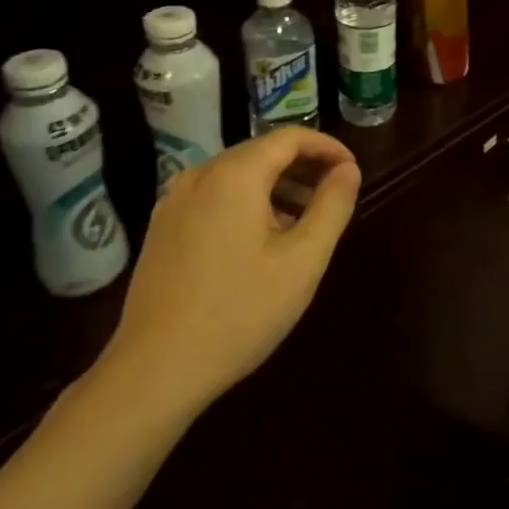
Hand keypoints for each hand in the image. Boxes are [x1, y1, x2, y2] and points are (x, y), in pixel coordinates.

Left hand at [97, 127, 360, 422]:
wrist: (155, 371)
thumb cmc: (240, 311)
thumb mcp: (304, 259)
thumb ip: (332, 205)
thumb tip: (348, 169)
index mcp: (234, 175)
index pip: (289, 137)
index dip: (327, 147)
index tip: (353, 171)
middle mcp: (200, 176)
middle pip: (261, 152)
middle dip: (303, 167)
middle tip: (334, 196)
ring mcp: (174, 202)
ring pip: (237, 175)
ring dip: (277, 186)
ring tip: (305, 221)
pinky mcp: (162, 229)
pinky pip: (214, 197)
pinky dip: (247, 203)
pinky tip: (262, 241)